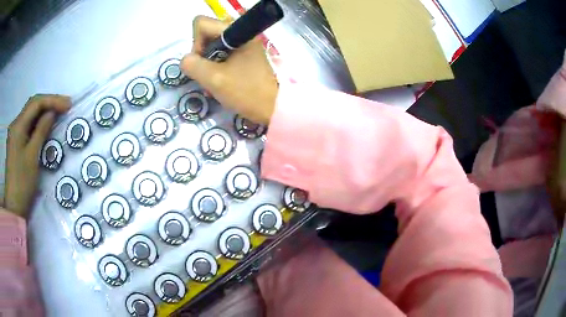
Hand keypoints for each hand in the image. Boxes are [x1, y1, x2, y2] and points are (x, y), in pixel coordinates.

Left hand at [4, 95, 70, 217]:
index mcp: (17, 126)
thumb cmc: (22, 183)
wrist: (14, 206)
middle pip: (32, 105)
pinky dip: (38, 122)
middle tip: (65, 106)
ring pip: (30, 114)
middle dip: (49, 103)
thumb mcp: (33, 156)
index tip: (68, 104)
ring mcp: (15, 134)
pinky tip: (45, 125)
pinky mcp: (16, 142)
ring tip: (58, 113)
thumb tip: (52, 113)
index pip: (36, 103)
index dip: (52, 100)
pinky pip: (28, 125)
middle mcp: (15, 125)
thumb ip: (41, 131)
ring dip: (44, 111)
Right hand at [180, 16, 278, 124]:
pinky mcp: (246, 54)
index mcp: (236, 31)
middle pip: (207, 33)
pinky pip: (223, 53)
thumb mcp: (214, 79)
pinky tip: (221, 80)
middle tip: (208, 74)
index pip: (201, 23)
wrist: (275, 107)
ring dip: (208, 63)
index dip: (195, 43)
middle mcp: (241, 32)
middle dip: (202, 54)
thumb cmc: (247, 92)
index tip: (203, 63)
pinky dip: (217, 65)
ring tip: (215, 80)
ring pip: (214, 45)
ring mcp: (244, 43)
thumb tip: (186, 59)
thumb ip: (193, 65)